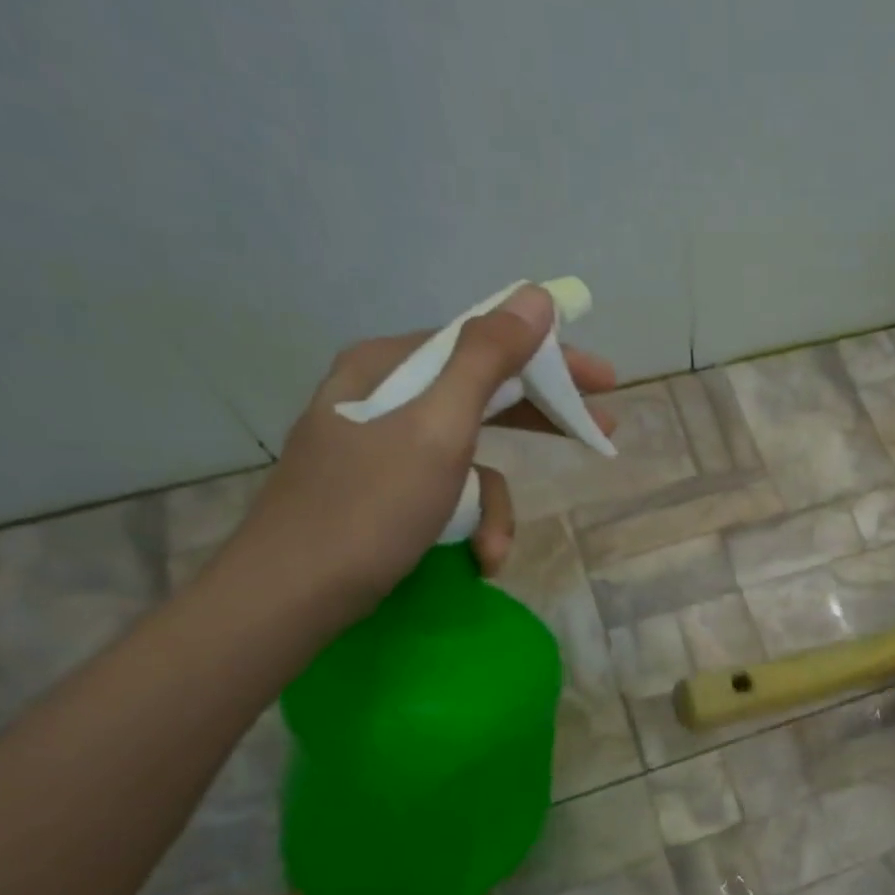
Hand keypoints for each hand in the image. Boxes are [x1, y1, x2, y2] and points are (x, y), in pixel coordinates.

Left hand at [224, 284, 617, 615]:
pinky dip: (469, 522)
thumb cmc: (369, 509)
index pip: (485, 343)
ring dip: (495, 504)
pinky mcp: (386, 489)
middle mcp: (385, 395)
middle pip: (484, 393)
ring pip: (471, 454)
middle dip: (540, 421)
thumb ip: (487, 360)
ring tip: (496, 549)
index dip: (550, 358)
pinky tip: (475, 557)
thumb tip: (534, 297)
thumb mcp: (438, 429)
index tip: (604, 381)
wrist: (291, 596)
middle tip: (600, 432)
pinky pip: (449, 490)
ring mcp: (383, 445)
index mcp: (390, 366)